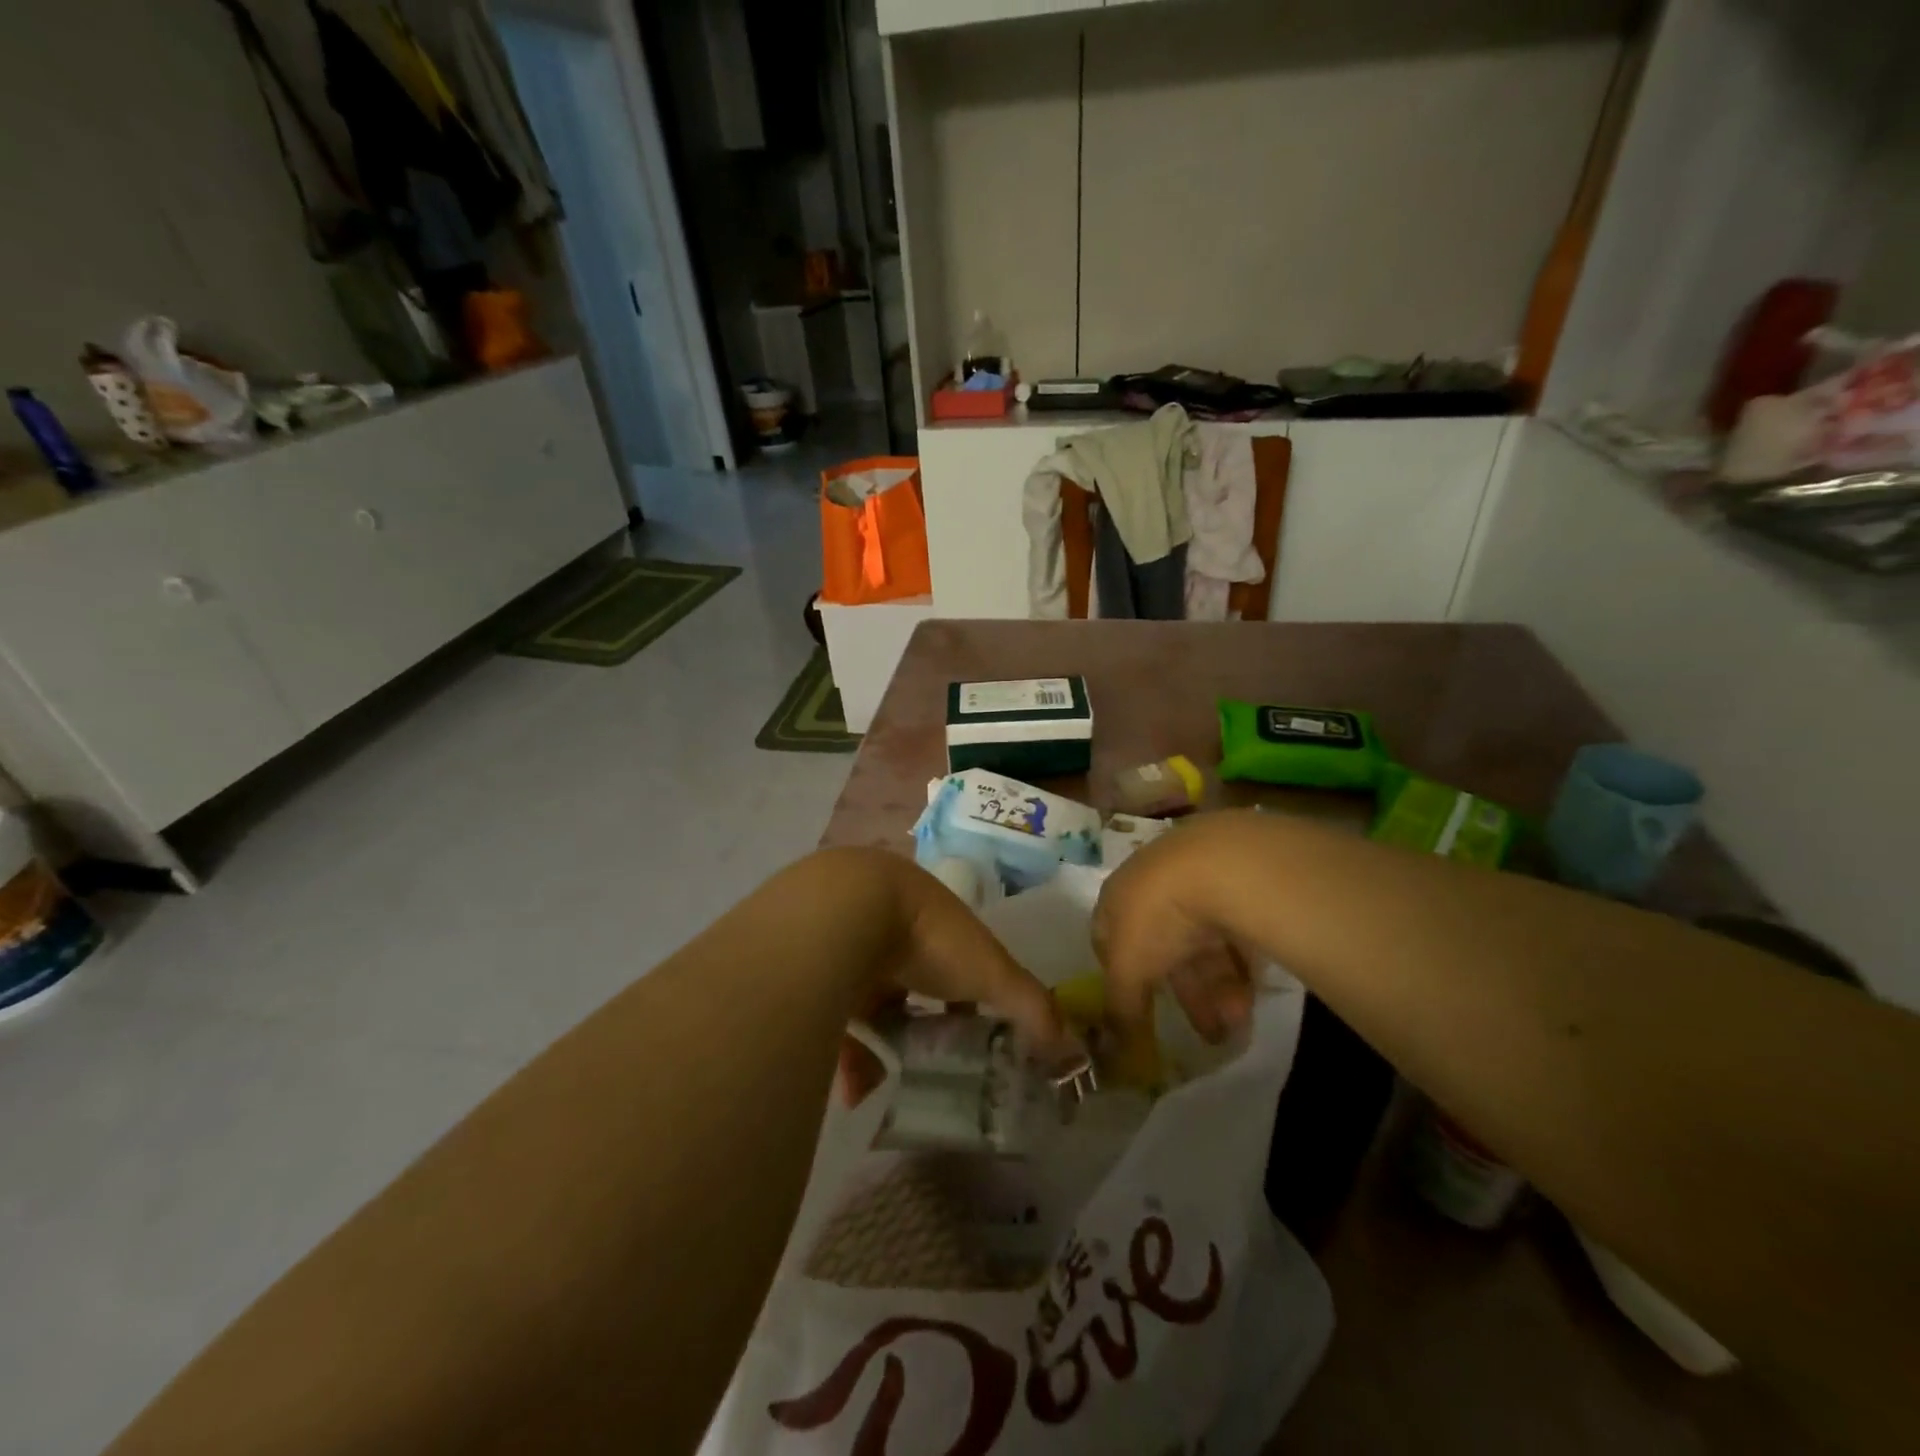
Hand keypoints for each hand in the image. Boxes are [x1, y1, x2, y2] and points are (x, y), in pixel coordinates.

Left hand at [820, 850, 1080, 1100]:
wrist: (843, 913)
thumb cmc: (928, 936)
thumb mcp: (990, 971)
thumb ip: (1030, 1005)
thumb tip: (1073, 1048)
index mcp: (933, 917)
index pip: (956, 959)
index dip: (966, 997)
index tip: (971, 1036)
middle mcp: (889, 925)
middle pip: (907, 983)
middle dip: (915, 1025)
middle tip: (925, 1067)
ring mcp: (846, 942)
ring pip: (864, 1001)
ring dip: (876, 1044)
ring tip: (882, 1085)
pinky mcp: (811, 966)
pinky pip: (828, 1014)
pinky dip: (842, 1049)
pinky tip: (851, 1085)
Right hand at [1092, 814, 1258, 1049]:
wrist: (1221, 866)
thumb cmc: (1157, 916)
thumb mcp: (1129, 969)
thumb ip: (1121, 1007)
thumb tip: (1113, 1050)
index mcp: (1117, 898)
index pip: (1110, 939)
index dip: (1123, 978)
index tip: (1140, 1013)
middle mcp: (1153, 885)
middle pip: (1166, 948)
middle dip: (1189, 996)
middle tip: (1210, 1035)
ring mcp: (1197, 881)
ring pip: (1205, 945)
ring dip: (1219, 989)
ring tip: (1240, 1023)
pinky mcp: (1238, 882)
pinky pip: (1236, 932)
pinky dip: (1242, 965)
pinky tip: (1254, 991)